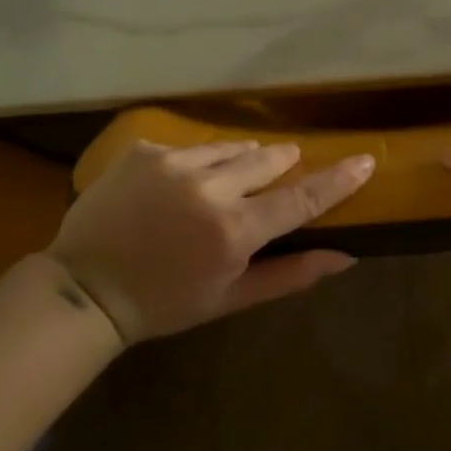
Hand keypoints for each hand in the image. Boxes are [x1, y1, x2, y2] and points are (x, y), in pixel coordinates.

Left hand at [46, 140, 374, 342]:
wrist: (84, 288)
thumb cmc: (164, 303)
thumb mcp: (230, 298)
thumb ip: (289, 275)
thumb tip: (345, 257)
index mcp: (234, 231)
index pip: (301, 199)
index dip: (338, 179)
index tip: (366, 160)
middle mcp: (209, 188)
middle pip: (268, 159)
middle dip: (280, 164)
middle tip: (279, 171)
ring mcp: (173, 163)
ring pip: (229, 148)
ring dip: (238, 161)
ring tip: (222, 184)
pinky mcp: (145, 151)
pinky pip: (188, 148)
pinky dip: (194, 163)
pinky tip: (174, 188)